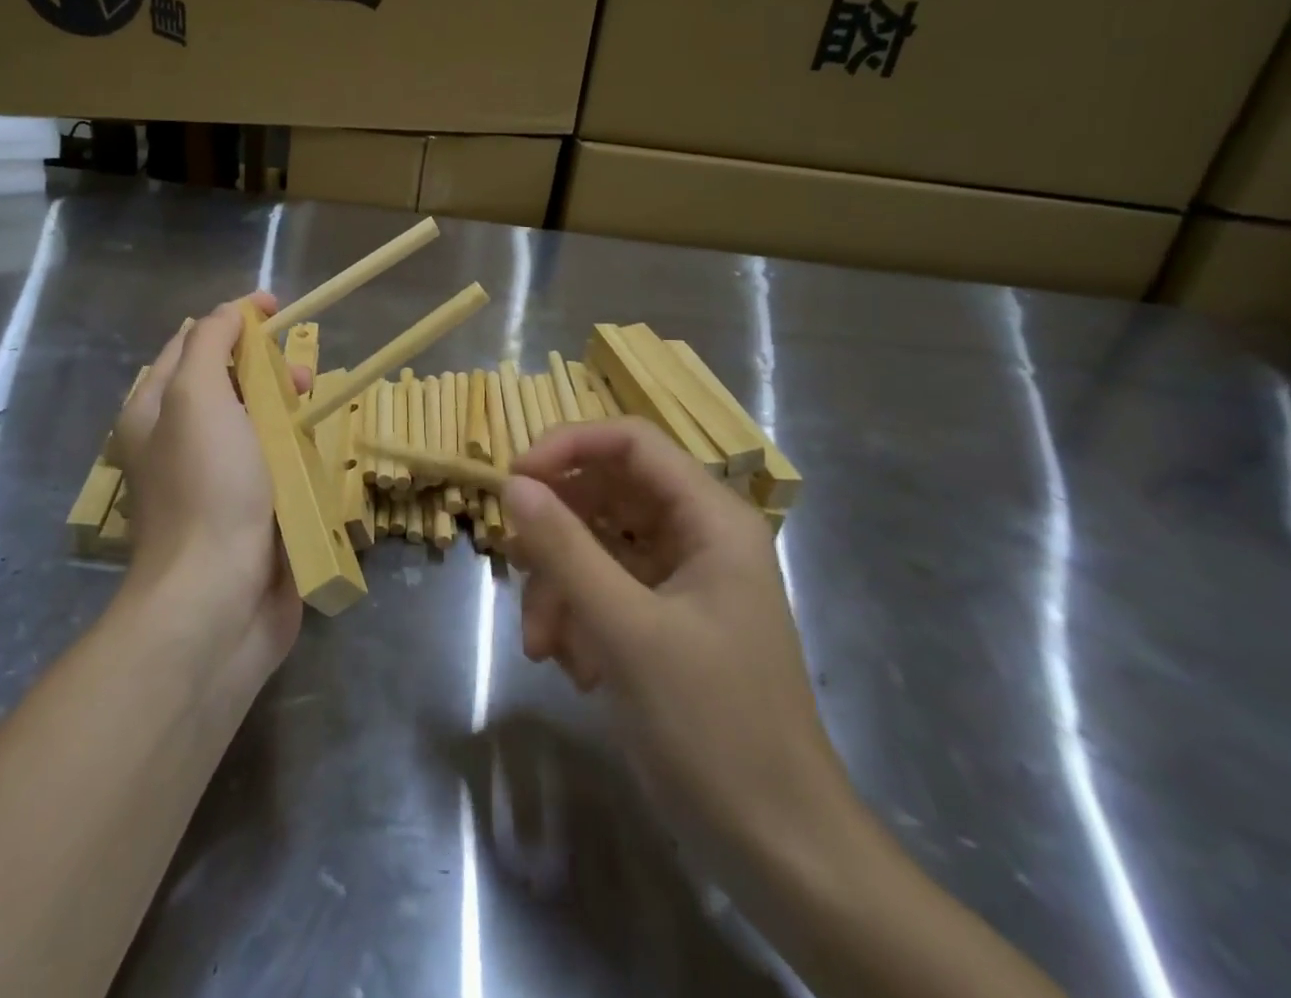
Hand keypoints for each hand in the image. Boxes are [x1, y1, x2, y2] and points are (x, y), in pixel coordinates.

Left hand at [111, 293, 305, 683]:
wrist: (218, 599)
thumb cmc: (207, 488)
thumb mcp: (197, 397)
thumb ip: (209, 344)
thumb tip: (229, 313)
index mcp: (155, 411)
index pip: (191, 343)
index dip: (231, 319)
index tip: (275, 307)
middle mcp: (180, 441)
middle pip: (228, 383)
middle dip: (265, 368)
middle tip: (299, 375)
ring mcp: (216, 480)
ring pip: (257, 424)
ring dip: (286, 409)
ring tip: (314, 411)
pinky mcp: (250, 513)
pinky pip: (276, 465)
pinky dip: (296, 451)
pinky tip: (317, 452)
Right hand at [503, 419, 857, 888]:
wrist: (778, 849)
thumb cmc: (712, 726)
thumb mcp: (626, 630)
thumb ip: (565, 548)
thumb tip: (512, 483)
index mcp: (711, 518)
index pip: (630, 441)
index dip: (568, 445)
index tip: (514, 478)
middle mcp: (697, 535)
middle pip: (606, 492)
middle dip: (557, 532)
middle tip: (516, 562)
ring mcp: (681, 578)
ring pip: (596, 544)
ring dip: (559, 586)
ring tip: (542, 644)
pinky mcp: (664, 618)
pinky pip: (603, 589)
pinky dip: (577, 616)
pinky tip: (574, 668)